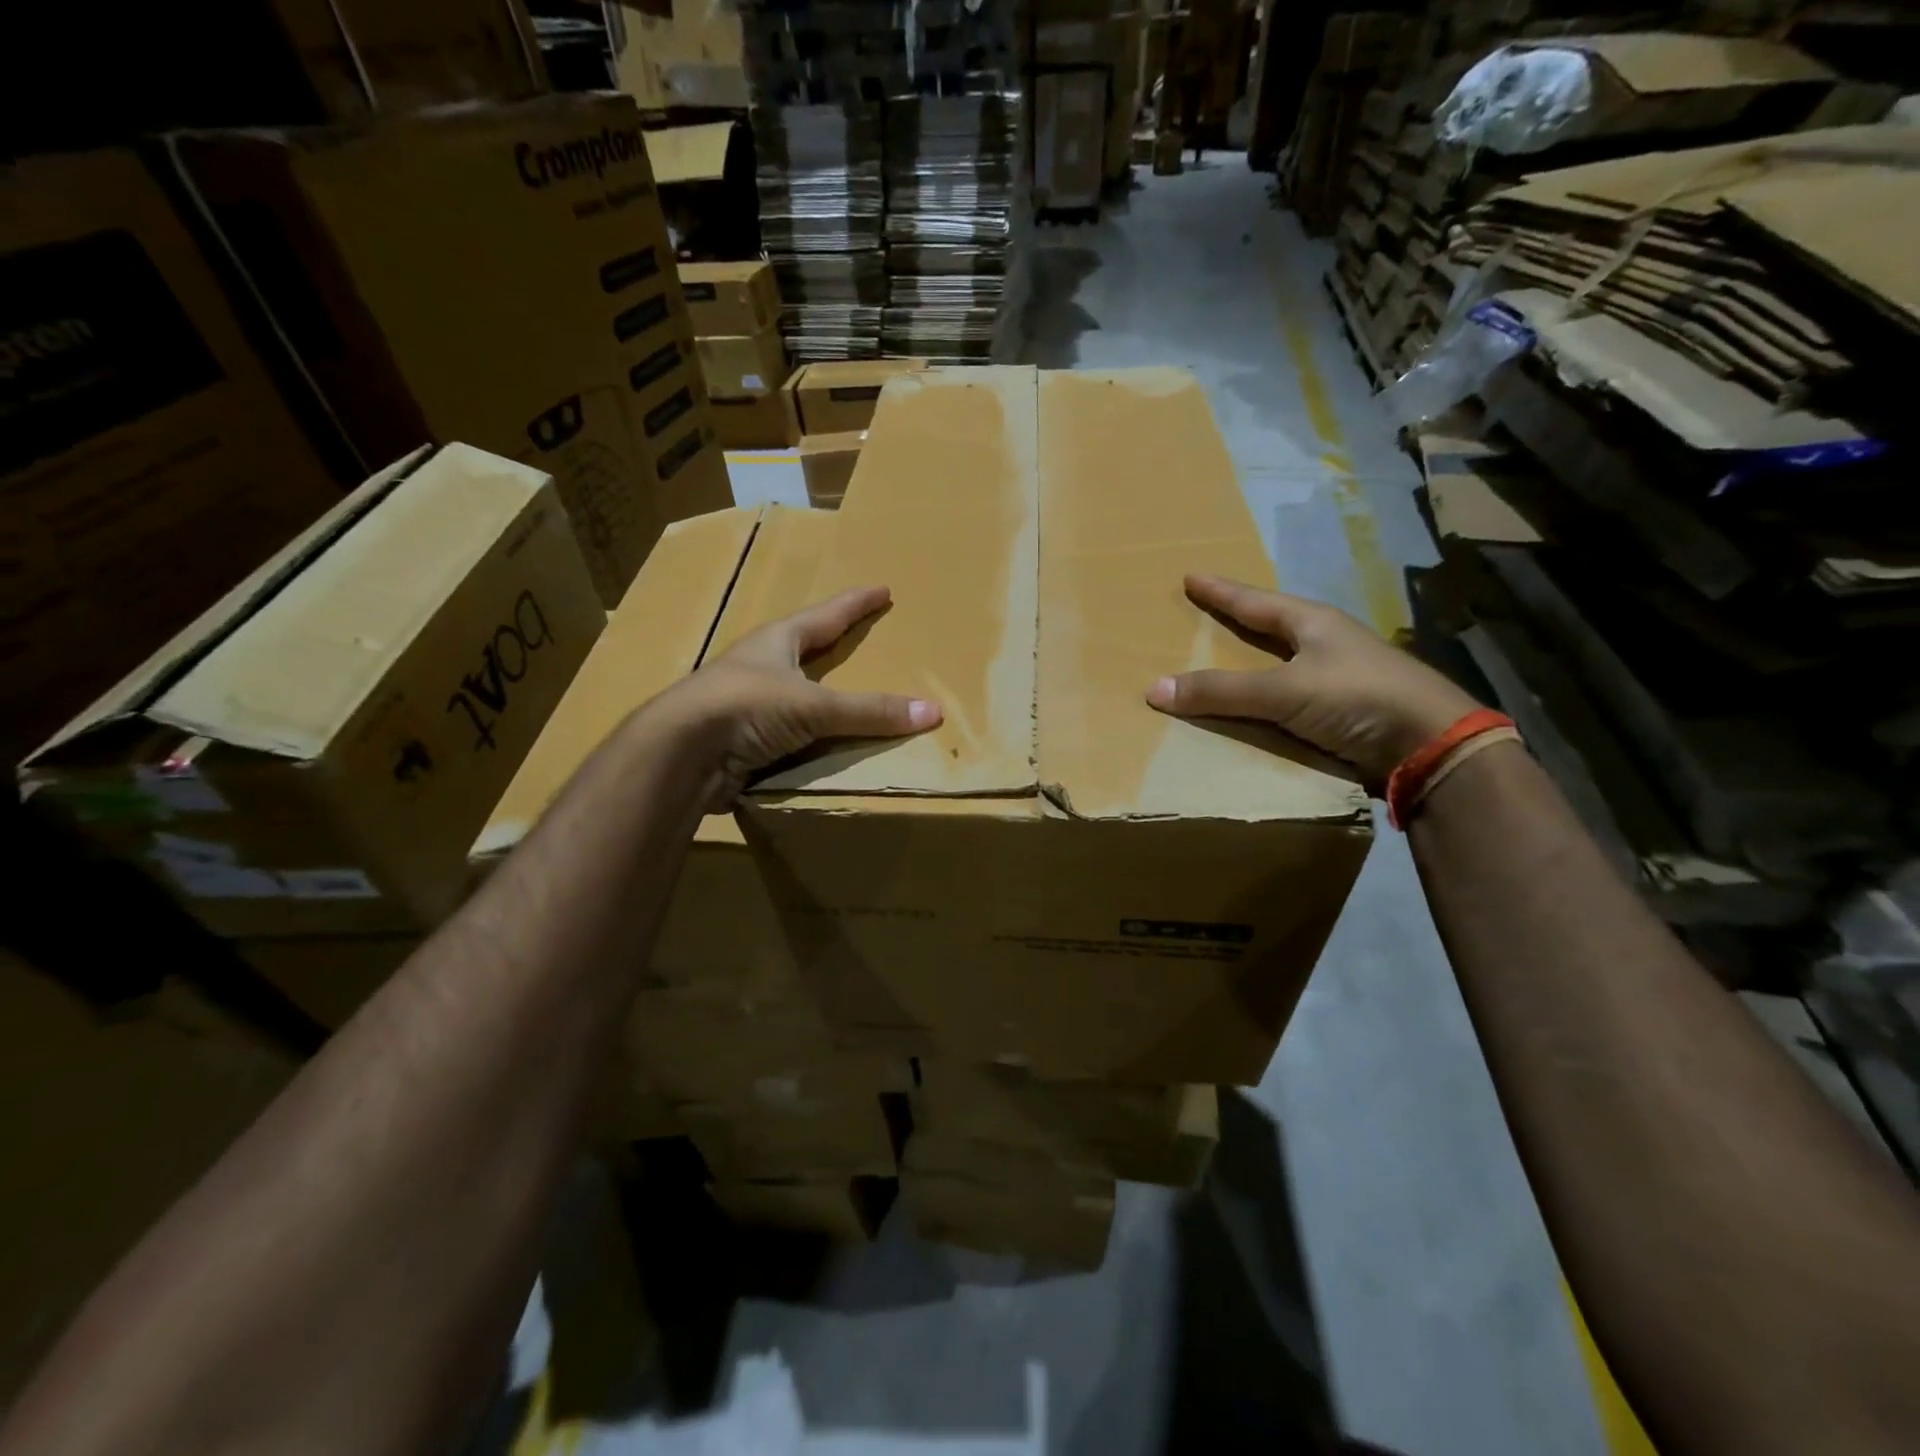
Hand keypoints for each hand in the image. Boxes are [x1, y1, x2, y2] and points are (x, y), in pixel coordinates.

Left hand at [660, 585, 939, 806]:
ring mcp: (745, 702)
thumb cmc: (746, 706)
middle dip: (830, 642)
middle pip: (803, 648)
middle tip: (858, 636)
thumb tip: (933, 712)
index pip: (827, 615)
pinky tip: (820, 742)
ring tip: (843, 692)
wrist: (680, 753)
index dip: (856, 603)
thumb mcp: (815, 706)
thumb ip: (871, 712)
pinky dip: (806, 734)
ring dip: (816, 692)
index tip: (882, 590)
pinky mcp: (739, 738)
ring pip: (791, 691)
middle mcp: (760, 665)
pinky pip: (785, 731)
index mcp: (778, 641)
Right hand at [1145, 574, 1478, 786]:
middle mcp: (1325, 644)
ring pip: (1283, 664)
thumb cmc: (1356, 696)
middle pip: (1270, 627)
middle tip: (1206, 615)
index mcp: (1312, 623)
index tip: (1190, 577)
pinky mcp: (1345, 712)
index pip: (1253, 601)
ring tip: (1223, 662)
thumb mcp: (1283, 691)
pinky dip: (1265, 701)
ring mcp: (1339, 678)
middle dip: (1239, 621)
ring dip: (1253, 664)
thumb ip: (1221, 691)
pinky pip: (1290, 700)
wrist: (1431, 744)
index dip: (1220, 591)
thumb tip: (1153, 689)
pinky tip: (1253, 709)